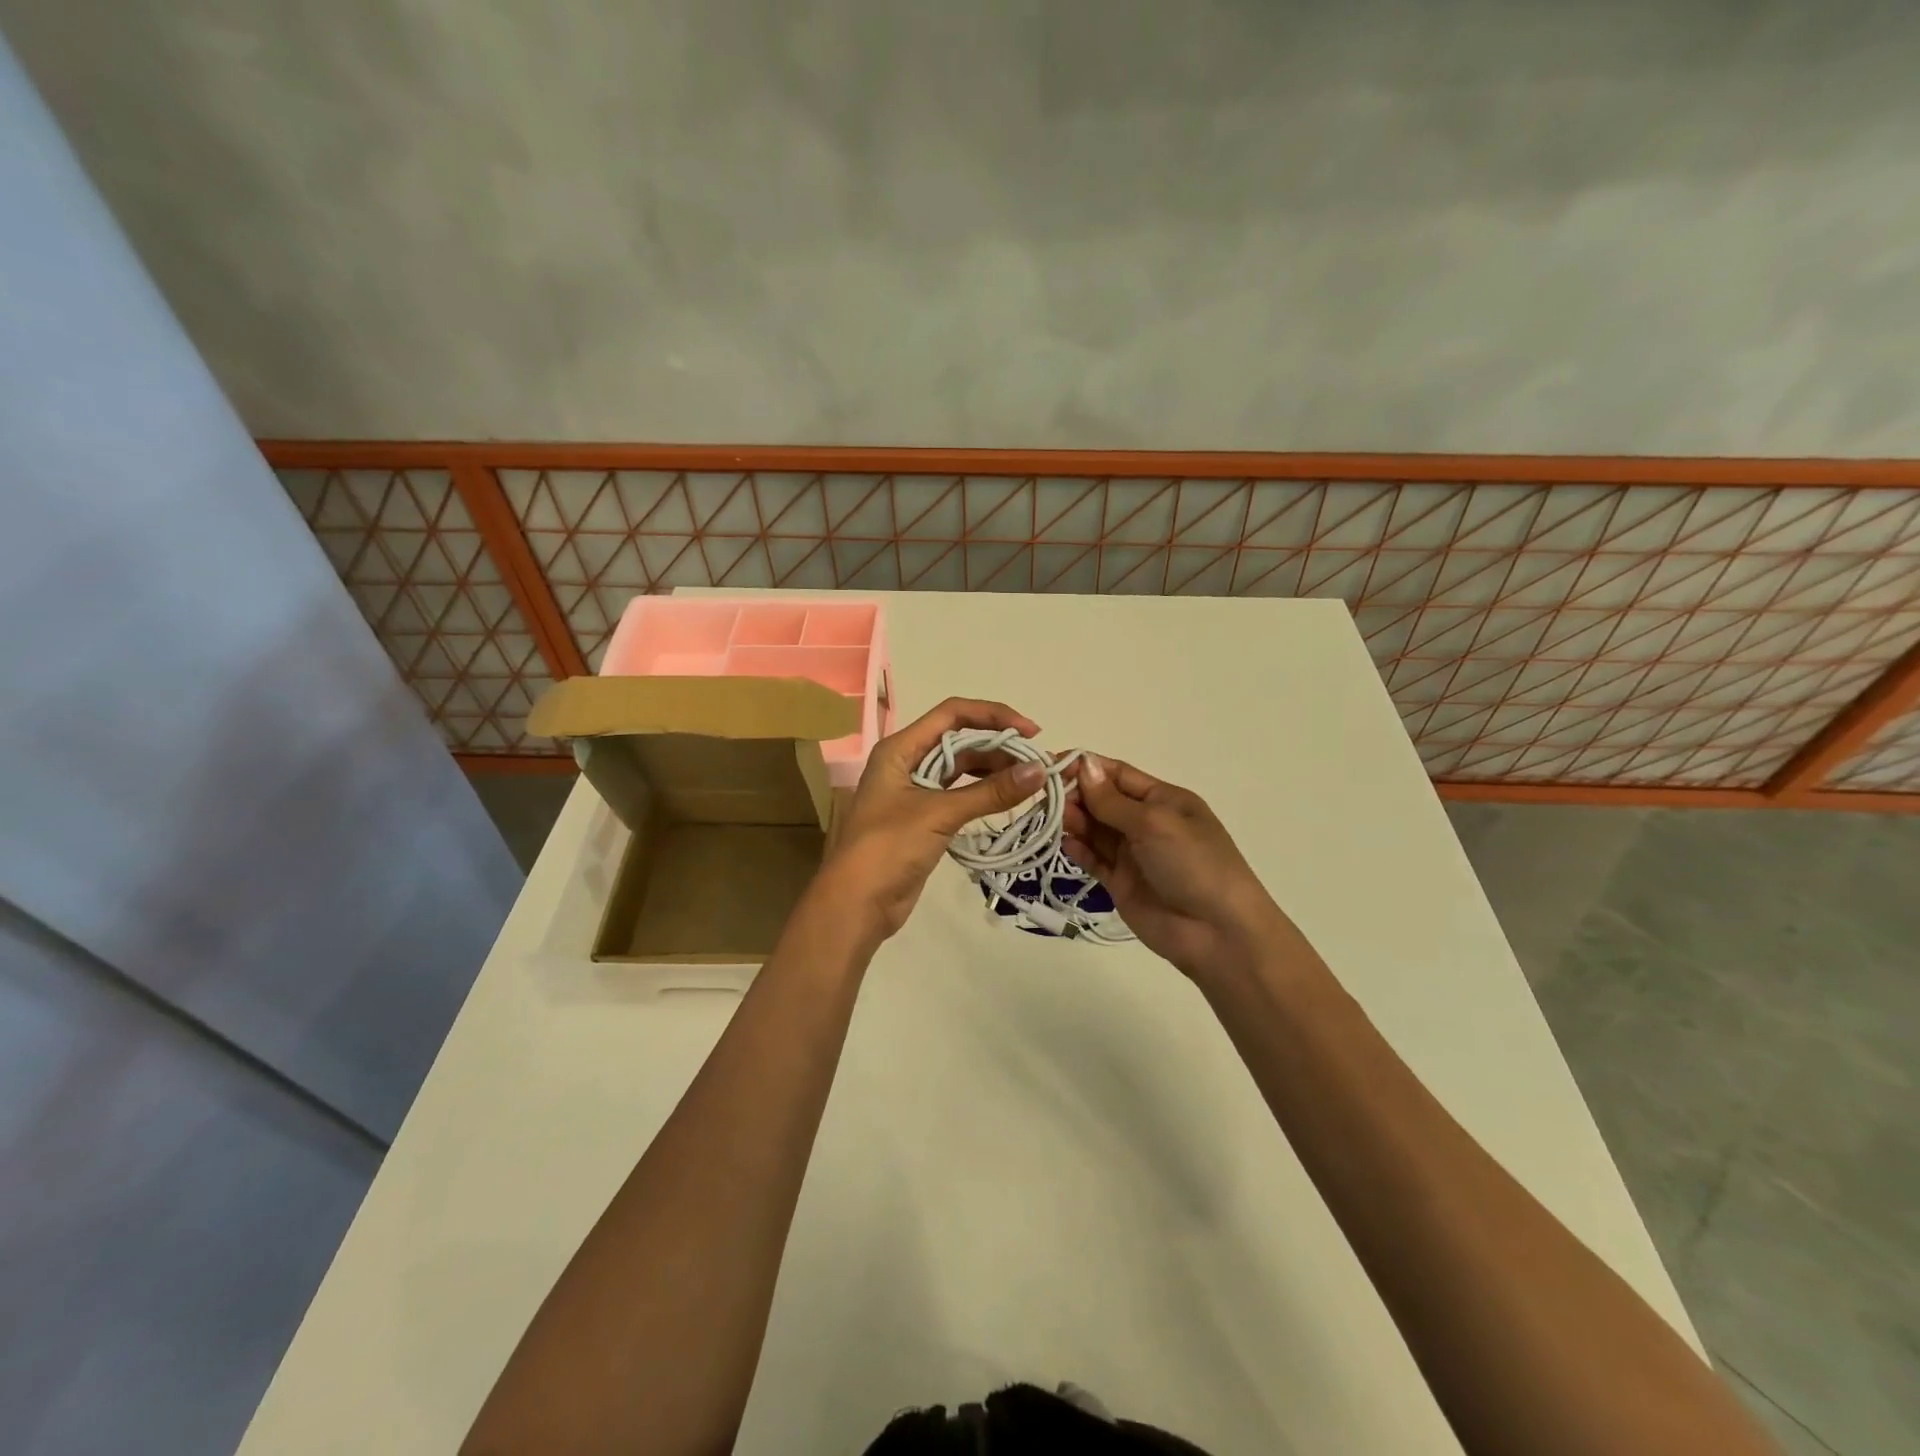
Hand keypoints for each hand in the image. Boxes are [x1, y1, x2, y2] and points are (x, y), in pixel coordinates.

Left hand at [814, 697, 1047, 943]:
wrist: (856, 904)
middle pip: (959, 741)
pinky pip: (959, 796)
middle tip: (1037, 764)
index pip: (952, 713)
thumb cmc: (888, 847)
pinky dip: (983, 795)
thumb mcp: (939, 814)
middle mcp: (906, 763)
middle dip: (998, 747)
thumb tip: (1040, 770)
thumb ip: (990, 792)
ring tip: (1030, 782)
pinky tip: (1008, 801)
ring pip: (961, 770)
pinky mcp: (923, 819)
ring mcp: (915, 792)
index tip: (1030, 732)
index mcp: (900, 749)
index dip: (992, 716)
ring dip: (993, 771)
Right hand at [1063, 754, 1290, 983]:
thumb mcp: (1154, 823)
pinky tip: (1066, 845)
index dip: (1085, 768)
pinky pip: (1095, 860)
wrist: (1218, 933)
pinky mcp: (1121, 884)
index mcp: (1163, 799)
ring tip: (1052, 820)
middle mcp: (1147, 823)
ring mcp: (1134, 855)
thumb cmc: (1193, 864)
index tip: (1050, 766)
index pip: (1117, 775)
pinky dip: (1079, 851)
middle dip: (1076, 796)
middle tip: (1047, 799)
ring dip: (1074, 822)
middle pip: (1102, 801)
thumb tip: (1084, 764)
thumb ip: (1112, 800)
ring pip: (1095, 830)